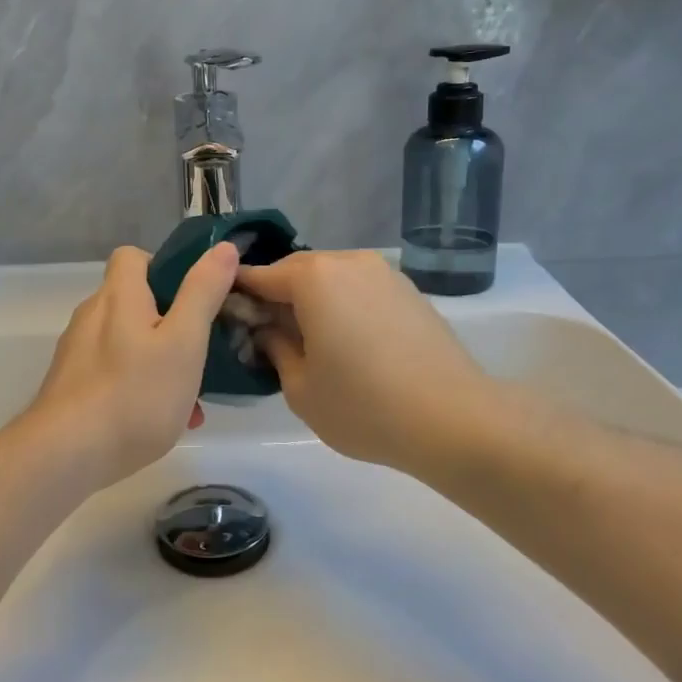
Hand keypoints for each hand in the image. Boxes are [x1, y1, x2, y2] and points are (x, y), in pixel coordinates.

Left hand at [23, 242, 239, 484]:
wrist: (66, 454)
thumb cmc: (135, 394)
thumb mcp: (184, 341)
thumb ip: (203, 293)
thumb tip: (223, 248)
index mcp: (118, 296)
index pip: (132, 256)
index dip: (163, 267)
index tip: (192, 295)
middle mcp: (92, 316)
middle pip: (134, 301)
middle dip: (171, 323)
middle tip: (200, 352)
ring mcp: (77, 352)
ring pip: (128, 342)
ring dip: (160, 360)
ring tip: (191, 399)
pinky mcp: (71, 385)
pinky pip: (114, 373)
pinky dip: (140, 386)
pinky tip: (164, 421)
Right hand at [237, 250, 497, 478]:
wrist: (454, 420)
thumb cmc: (363, 405)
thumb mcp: (300, 388)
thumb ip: (275, 349)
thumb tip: (269, 330)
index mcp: (313, 278)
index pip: (261, 276)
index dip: (239, 295)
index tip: (227, 317)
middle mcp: (348, 262)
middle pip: (298, 272)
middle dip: (277, 298)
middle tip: (266, 335)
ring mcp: (384, 274)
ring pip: (332, 280)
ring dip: (312, 302)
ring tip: (309, 341)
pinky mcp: (410, 292)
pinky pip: (360, 290)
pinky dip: (344, 307)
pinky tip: (347, 343)